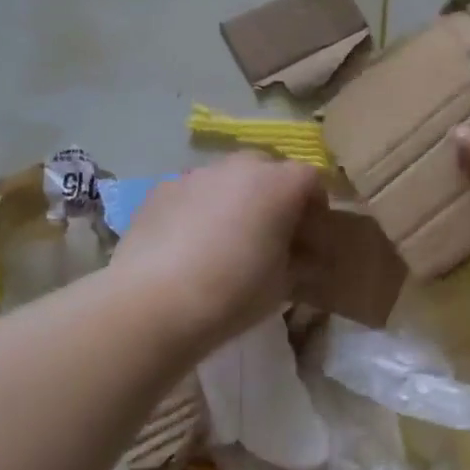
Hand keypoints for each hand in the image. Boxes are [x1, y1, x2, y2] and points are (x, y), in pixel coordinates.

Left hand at [112, 154, 323, 350]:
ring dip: (235, 198)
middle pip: (268, 169)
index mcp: (278, 184)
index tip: (310, 234)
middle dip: (275, 194)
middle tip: (270, 231)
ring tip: (226, 238)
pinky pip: (193, 192)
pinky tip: (189, 244)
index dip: (315, 205)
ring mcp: (196, 174)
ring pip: (228, 178)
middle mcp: (239, 167)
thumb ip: (300, 261)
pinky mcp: (161, 189)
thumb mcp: (283, 284)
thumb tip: (304, 255)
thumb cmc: (233, 293)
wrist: (153, 302)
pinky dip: (200, 208)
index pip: (311, 179)